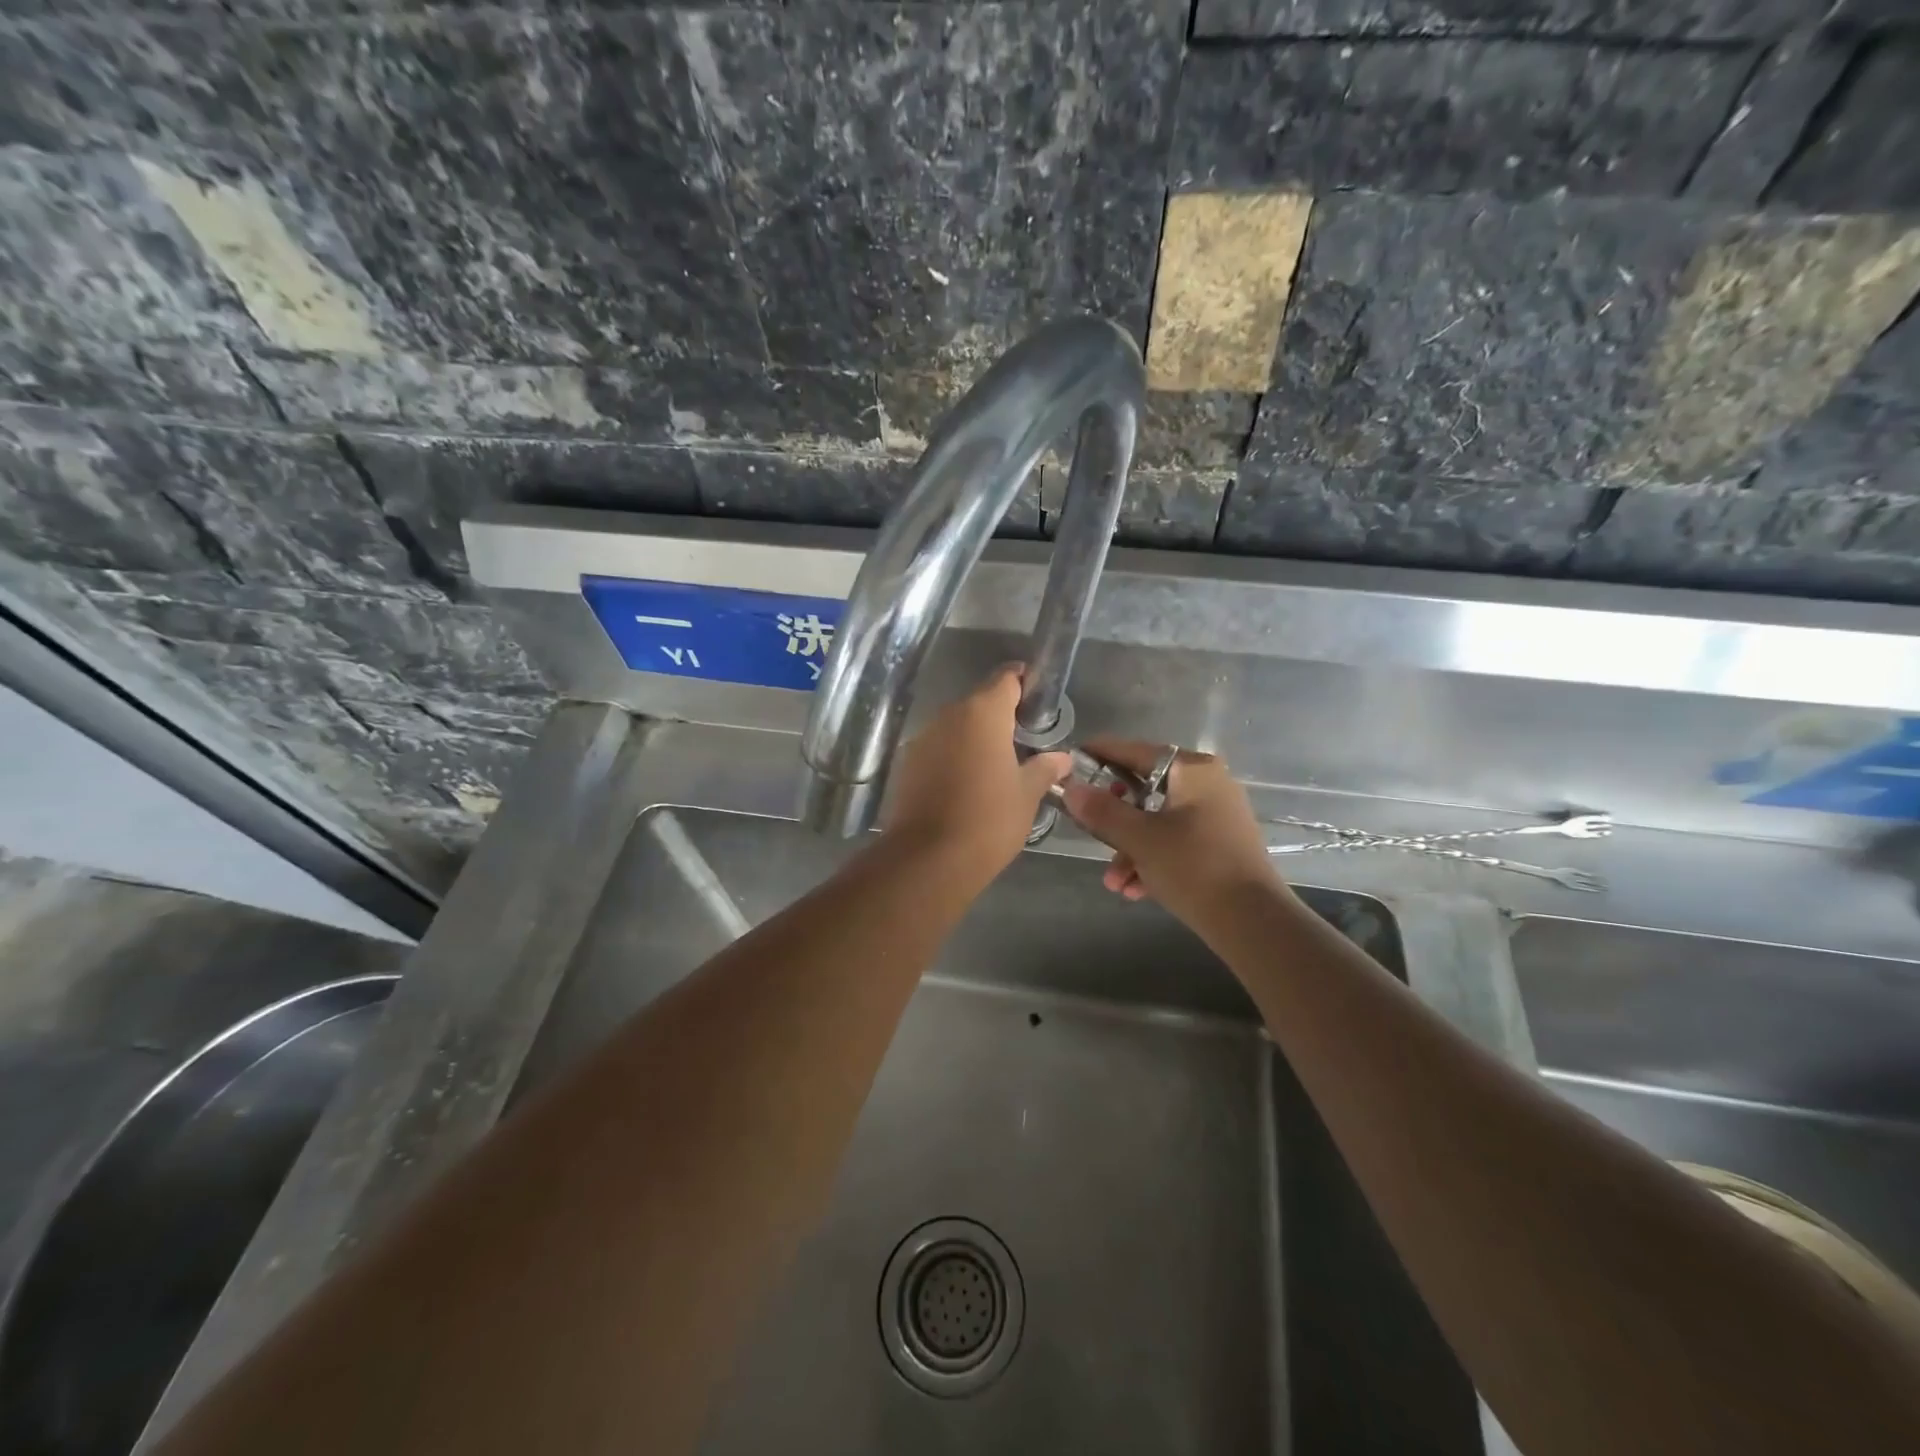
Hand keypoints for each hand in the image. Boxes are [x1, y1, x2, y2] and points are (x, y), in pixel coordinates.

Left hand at [883, 665, 1071, 884]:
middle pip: (981, 702)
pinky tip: (969, 785)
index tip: (1040, 700)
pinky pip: (939, 749)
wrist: (928, 859)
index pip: (1007, 677)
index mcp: (983, 712)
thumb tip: (1062, 758)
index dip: (1026, 682)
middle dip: (1003, 716)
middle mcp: (949, 715)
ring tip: (999, 767)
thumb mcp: (1027, 794)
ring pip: (957, 727)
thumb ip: (1045, 768)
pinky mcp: (907, 764)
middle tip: (1026, 741)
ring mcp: (923, 738)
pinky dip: (955, 757)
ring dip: (977, 738)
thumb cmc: (988, 819)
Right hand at [1060, 741, 1282, 923]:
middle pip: (1145, 790)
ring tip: (1114, 882)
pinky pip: (1175, 842)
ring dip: (1130, 850)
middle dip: (1114, 822)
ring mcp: (1217, 815)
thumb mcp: (1139, 838)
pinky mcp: (1220, 845)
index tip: (1072, 760)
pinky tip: (1135, 890)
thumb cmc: (1193, 866)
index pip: (1137, 751)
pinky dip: (1153, 860)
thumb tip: (1071, 788)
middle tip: (1091, 832)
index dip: (1102, 755)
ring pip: (1158, 822)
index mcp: (1193, 770)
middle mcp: (1208, 784)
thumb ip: (1102, 810)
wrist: (1253, 921)